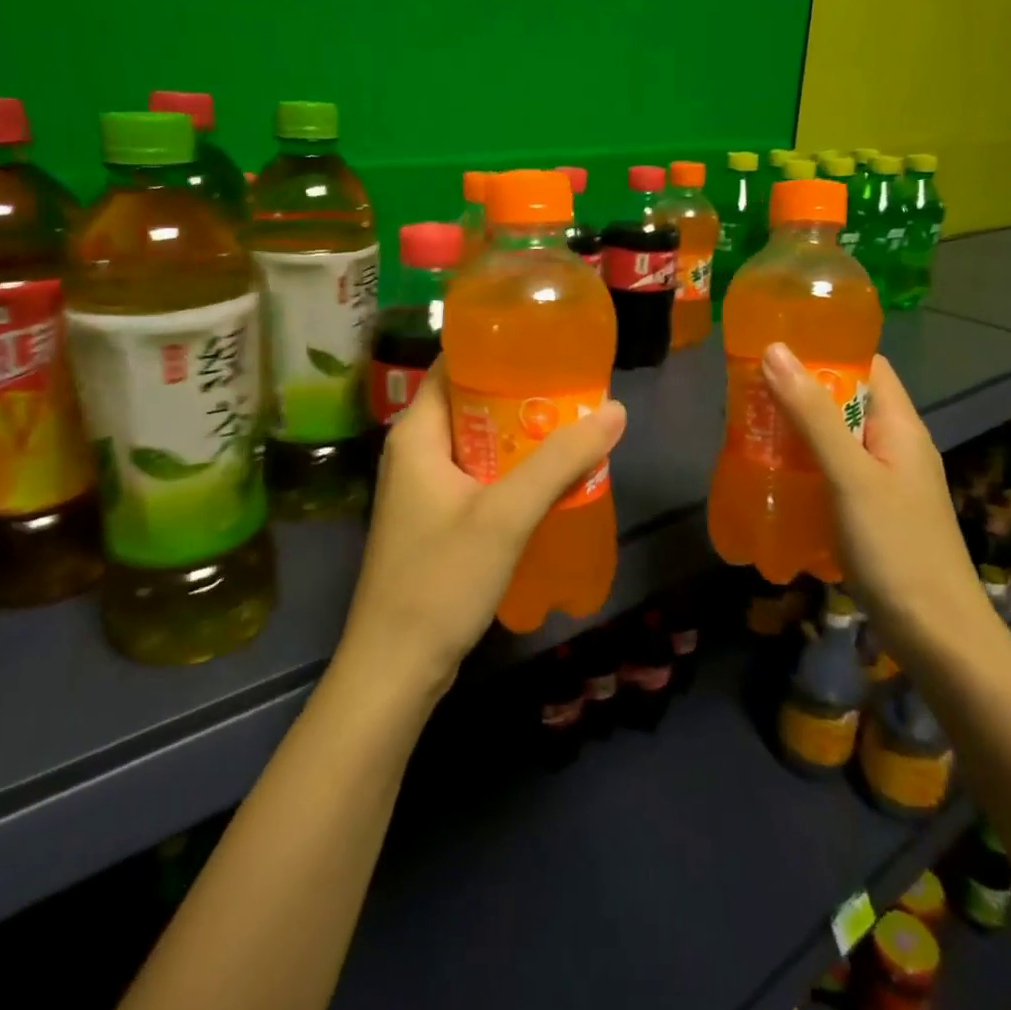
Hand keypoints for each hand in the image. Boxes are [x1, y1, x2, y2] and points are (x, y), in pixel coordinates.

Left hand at [342, 355, 627, 690]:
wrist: (397, 666)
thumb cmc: (441, 579)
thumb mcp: (506, 514)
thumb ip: (560, 461)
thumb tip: (614, 410)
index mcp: (416, 433)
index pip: (451, 365)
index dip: (494, 348)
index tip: (543, 343)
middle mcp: (414, 451)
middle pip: (469, 402)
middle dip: (519, 394)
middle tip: (572, 387)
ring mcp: (423, 488)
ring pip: (477, 443)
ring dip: (519, 435)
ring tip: (572, 425)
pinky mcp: (435, 520)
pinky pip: (477, 477)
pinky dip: (510, 470)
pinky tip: (549, 479)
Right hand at [760, 343, 999, 655]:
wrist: (937, 636)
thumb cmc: (896, 546)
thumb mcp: (849, 474)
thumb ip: (812, 414)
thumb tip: (775, 350)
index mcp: (901, 426)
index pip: (867, 366)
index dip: (827, 351)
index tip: (776, 348)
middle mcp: (897, 447)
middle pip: (847, 402)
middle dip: (800, 394)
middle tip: (748, 392)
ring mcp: (887, 483)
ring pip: (837, 440)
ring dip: (798, 433)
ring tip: (750, 430)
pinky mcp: (873, 514)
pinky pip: (834, 474)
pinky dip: (805, 468)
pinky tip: (774, 478)